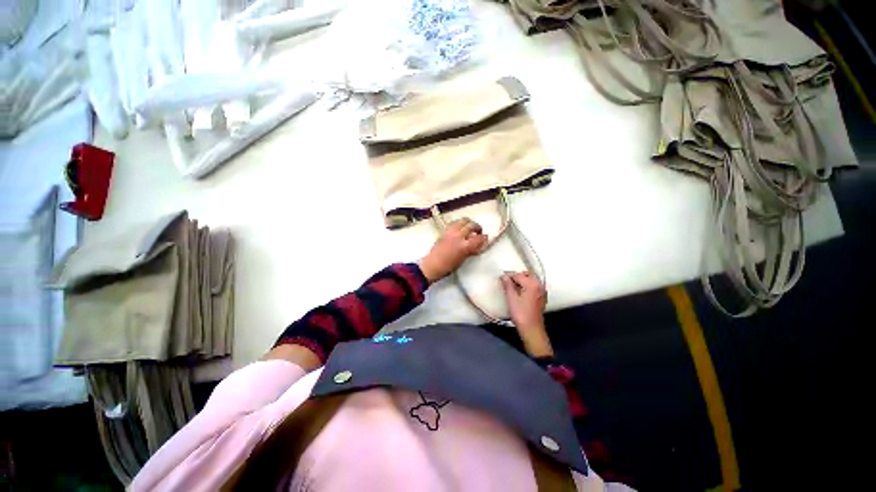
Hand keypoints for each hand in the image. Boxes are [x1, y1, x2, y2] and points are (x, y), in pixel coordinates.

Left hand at [418, 218, 487, 282]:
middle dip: (477, 227)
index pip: (478, 238)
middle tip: (478, 232)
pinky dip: (460, 223)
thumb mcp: (463, 259)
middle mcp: (458, 236)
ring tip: (470, 228)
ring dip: (468, 223)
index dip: (484, 237)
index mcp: (464, 246)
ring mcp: (450, 232)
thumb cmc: (448, 266)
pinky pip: (454, 223)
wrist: (432, 264)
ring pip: (463, 220)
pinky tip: (460, 228)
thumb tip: (478, 244)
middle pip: (471, 225)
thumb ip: (471, 250)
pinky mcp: (444, 231)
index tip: (486, 238)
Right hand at [500, 271, 552, 356]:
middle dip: (517, 276)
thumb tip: (504, 276)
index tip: (501, 277)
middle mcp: (539, 285)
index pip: (518, 275)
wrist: (531, 329)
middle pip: (527, 275)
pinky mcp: (541, 297)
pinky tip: (520, 292)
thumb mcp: (511, 298)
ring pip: (531, 280)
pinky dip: (527, 285)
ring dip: (522, 280)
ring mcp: (542, 291)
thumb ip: (508, 285)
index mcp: (532, 284)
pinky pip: (534, 286)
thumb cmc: (520, 313)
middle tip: (507, 282)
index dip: (508, 275)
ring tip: (512, 287)